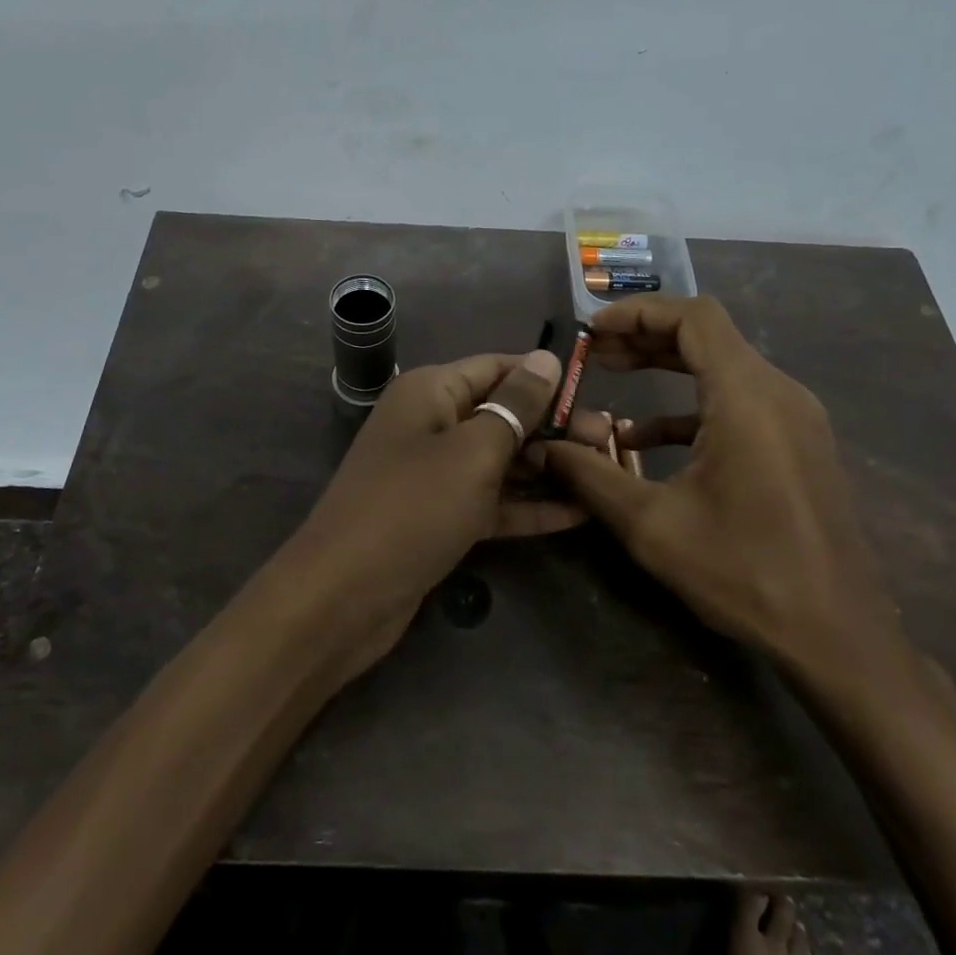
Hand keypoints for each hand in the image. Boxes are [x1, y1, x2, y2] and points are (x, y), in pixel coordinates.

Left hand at [283, 350, 612, 677]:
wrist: (344, 596)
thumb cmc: (413, 507)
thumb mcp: (473, 451)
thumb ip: (515, 405)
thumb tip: (546, 358)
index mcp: (431, 392)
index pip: (497, 367)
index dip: (545, 377)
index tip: (596, 392)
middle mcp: (432, 424)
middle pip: (502, 413)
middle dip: (554, 426)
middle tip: (611, 440)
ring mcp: (435, 474)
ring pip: (501, 460)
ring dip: (548, 466)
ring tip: (605, 469)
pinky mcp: (441, 517)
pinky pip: (492, 501)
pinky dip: (529, 506)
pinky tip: (578, 514)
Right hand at [539, 296, 903, 683]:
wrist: (838, 635)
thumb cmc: (745, 572)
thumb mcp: (651, 525)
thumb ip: (591, 476)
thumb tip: (544, 449)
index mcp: (747, 397)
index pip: (694, 317)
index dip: (638, 312)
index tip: (594, 330)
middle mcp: (777, 393)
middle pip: (707, 336)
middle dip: (645, 337)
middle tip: (595, 353)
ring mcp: (794, 418)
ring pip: (722, 367)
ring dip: (667, 367)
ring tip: (613, 377)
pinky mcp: (797, 444)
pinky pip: (738, 403)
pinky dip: (690, 405)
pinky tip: (647, 438)